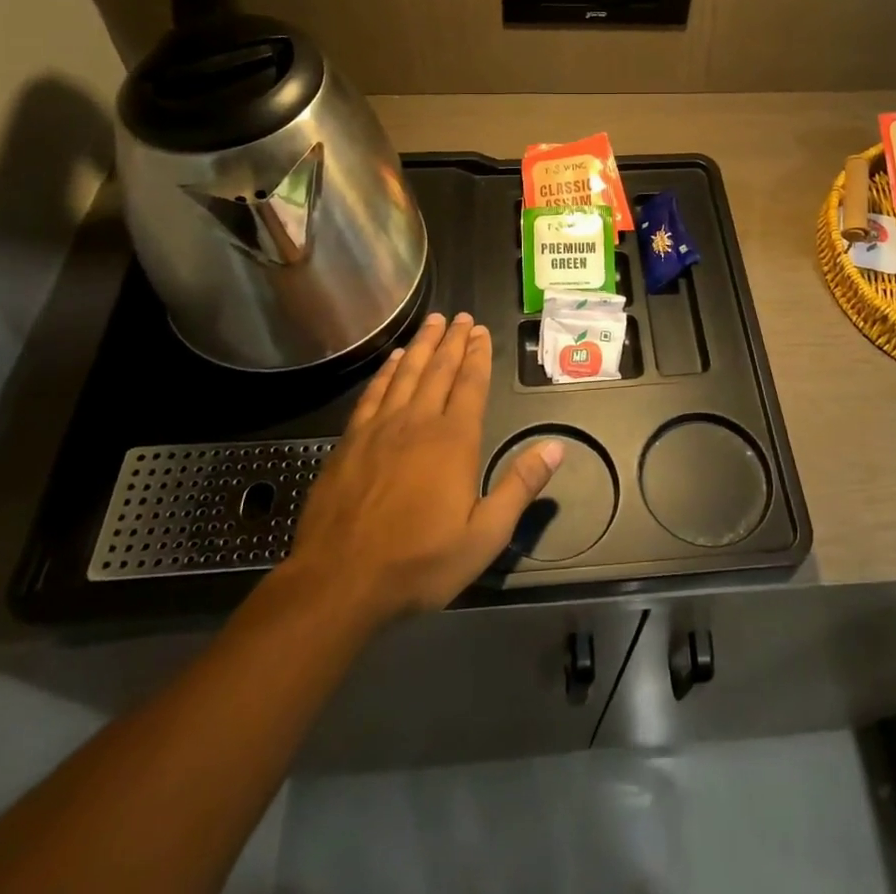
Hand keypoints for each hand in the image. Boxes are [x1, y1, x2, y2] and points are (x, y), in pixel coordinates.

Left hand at [281, 312, 561, 627]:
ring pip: (406, 373)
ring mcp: (380, 428)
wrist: (340, 580)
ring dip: (421, 345)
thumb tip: (555, 447)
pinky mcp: (351, 441)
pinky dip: (386, 371)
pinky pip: (374, 393)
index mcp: (454, 440)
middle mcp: (418, 422)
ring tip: (433, 322)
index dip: (478, 355)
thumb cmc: (419, 561)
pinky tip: (392, 359)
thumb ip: (520, 487)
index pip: (471, 385)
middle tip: (461, 316)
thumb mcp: (484, 536)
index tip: (481, 331)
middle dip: (453, 341)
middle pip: (439, 370)